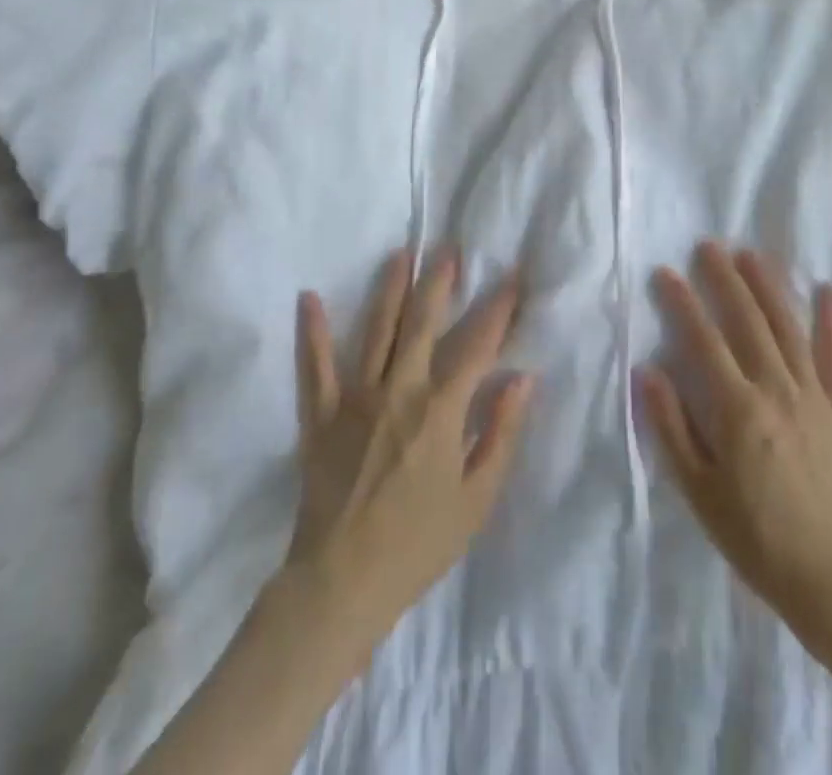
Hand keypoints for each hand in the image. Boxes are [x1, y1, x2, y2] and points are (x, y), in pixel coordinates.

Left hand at [287, 249, 534, 654]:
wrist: (341, 583)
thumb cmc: (418, 544)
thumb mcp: (477, 499)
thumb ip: (502, 433)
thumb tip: (523, 378)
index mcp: (441, 410)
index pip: (478, 345)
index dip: (499, 308)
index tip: (513, 276)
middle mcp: (400, 390)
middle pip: (423, 323)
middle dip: (439, 282)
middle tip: (449, 247)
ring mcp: (355, 398)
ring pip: (377, 331)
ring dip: (390, 289)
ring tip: (401, 254)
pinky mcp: (320, 415)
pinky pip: (314, 367)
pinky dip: (312, 332)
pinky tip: (308, 298)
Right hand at [637, 243, 831, 638]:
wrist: (831, 578)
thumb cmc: (754, 536)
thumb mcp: (697, 490)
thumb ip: (671, 427)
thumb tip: (647, 370)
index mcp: (737, 409)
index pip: (703, 341)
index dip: (683, 303)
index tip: (666, 272)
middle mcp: (776, 389)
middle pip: (747, 322)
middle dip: (725, 279)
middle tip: (709, 245)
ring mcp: (813, 396)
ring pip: (788, 329)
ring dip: (769, 287)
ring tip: (752, 254)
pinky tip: (828, 291)